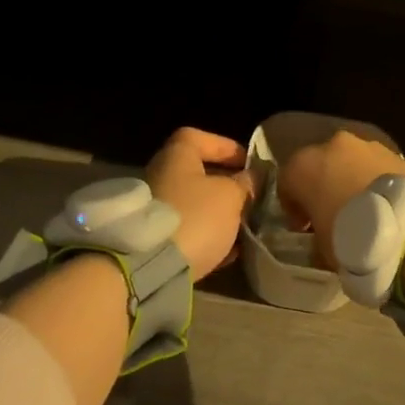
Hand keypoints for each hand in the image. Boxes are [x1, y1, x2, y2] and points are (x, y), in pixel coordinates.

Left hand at [146, 127, 253, 277]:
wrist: (152, 267)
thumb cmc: (196, 216)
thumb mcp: (231, 196)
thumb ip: (246, 183)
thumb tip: (252, 178)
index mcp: (176, 155)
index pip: (200, 138)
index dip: (226, 147)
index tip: (248, 163)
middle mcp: (161, 175)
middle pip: (198, 173)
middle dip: (226, 184)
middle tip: (250, 197)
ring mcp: (155, 208)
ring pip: (194, 203)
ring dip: (218, 212)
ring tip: (244, 226)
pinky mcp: (155, 238)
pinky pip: (186, 229)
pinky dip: (206, 234)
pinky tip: (227, 250)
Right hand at [277, 129, 404, 270]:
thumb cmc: (352, 239)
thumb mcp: (322, 249)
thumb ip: (315, 236)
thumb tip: (319, 238)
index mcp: (303, 166)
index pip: (287, 181)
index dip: (293, 206)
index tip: (303, 227)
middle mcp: (331, 145)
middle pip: (319, 164)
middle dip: (322, 186)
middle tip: (332, 214)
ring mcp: (365, 145)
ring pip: (349, 161)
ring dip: (349, 179)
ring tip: (363, 208)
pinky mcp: (394, 151)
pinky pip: (374, 165)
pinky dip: (374, 179)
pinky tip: (383, 203)